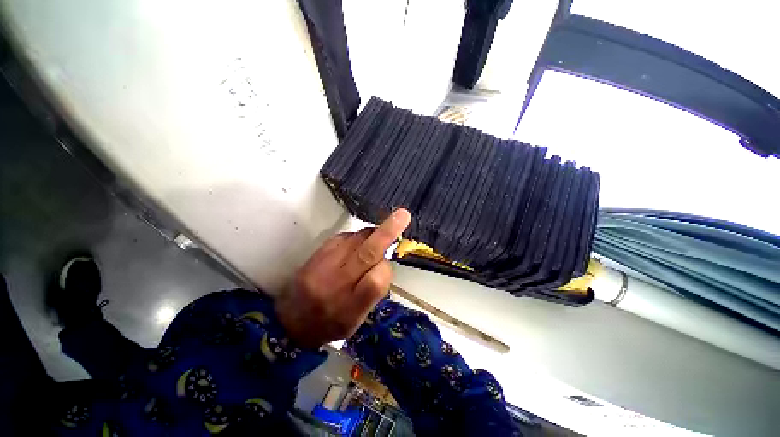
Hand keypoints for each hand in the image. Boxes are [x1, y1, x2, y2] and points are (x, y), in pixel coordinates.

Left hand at [276, 209, 410, 347]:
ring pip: (356, 239)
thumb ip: (374, 291)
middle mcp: (336, 283)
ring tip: (372, 243)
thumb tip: (385, 260)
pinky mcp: (318, 251)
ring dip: (371, 236)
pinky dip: (356, 237)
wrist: (288, 321)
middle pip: (366, 253)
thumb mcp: (357, 320)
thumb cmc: (329, 324)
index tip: (386, 267)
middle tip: (402, 216)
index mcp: (349, 308)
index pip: (376, 281)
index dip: (386, 269)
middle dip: (386, 233)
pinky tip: (355, 246)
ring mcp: (324, 265)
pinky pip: (344, 237)